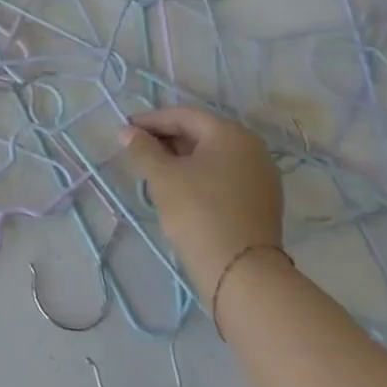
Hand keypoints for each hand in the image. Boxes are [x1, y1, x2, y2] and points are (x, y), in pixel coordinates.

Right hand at [120, 105, 282, 298]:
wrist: (240, 270)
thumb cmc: (197, 211)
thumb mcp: (162, 176)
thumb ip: (142, 148)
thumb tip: (128, 132)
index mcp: (230, 134)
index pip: (184, 116)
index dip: (151, 120)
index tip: (126, 129)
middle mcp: (252, 148)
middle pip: (201, 133)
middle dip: (166, 138)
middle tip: (137, 149)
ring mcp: (261, 175)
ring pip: (213, 155)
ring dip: (181, 157)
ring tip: (154, 169)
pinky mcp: (261, 200)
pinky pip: (224, 175)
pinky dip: (199, 174)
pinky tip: (180, 188)